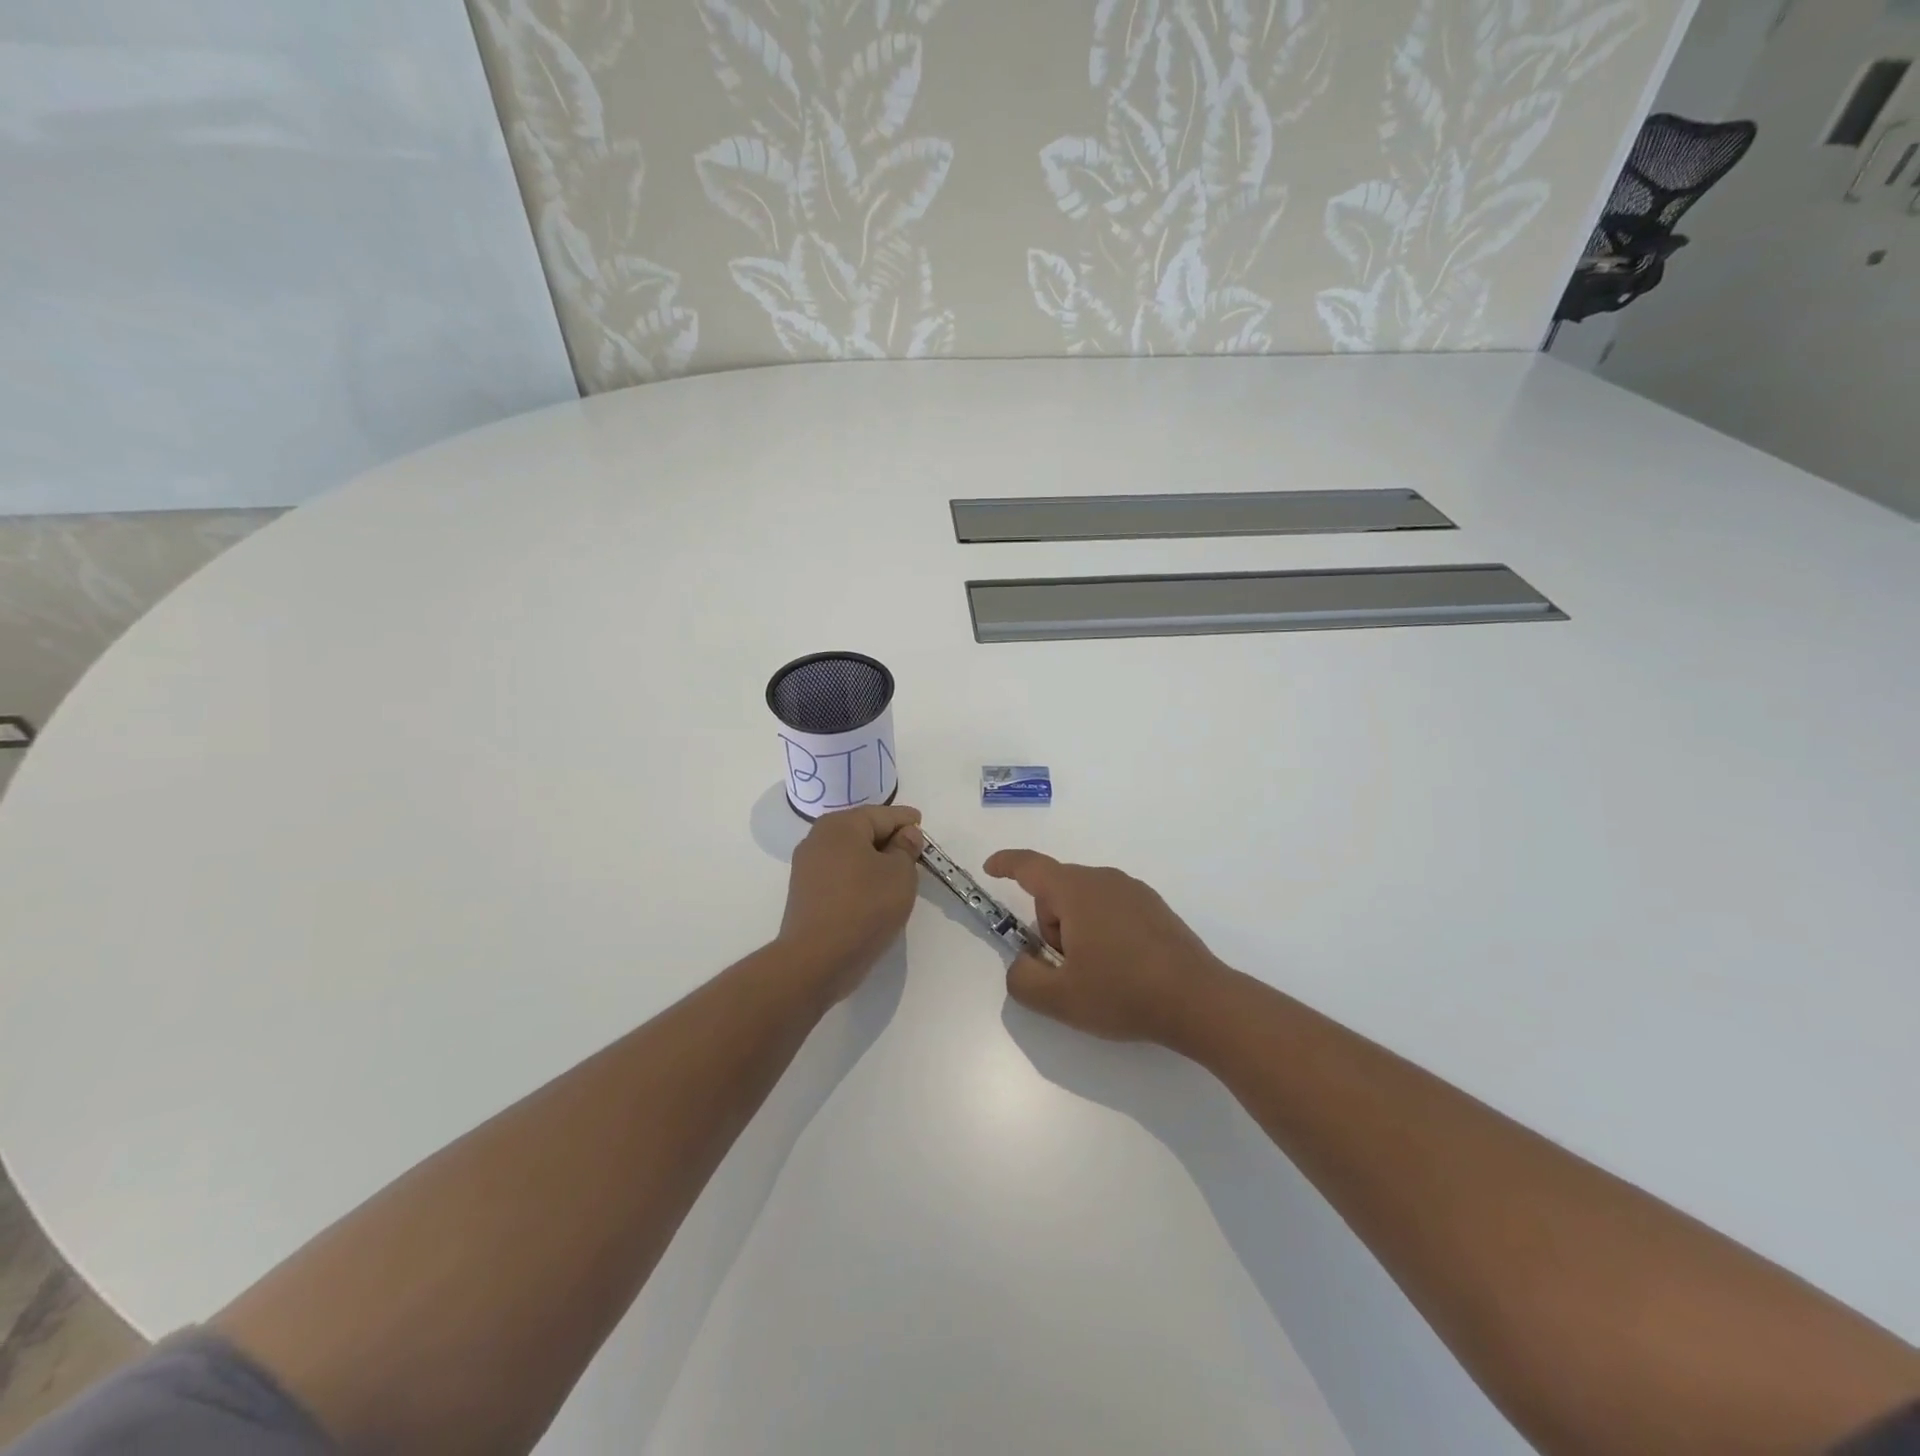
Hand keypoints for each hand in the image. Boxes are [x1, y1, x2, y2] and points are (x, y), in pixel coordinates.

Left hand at [779, 805, 923, 1000]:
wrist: (817, 959)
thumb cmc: (865, 907)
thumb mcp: (900, 874)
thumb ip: (906, 848)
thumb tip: (905, 834)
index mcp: (841, 825)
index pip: (882, 814)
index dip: (905, 820)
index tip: (921, 823)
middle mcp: (818, 838)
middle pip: (862, 830)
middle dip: (888, 838)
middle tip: (913, 850)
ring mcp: (807, 866)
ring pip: (849, 853)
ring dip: (873, 859)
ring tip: (896, 873)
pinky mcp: (804, 892)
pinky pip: (839, 873)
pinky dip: (858, 875)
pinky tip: (873, 891)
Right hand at [983, 850, 1230, 1044]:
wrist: (1198, 1001)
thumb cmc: (1122, 992)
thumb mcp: (1059, 998)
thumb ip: (1022, 979)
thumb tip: (1022, 964)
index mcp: (1076, 890)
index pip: (1030, 866)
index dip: (1006, 864)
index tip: (991, 868)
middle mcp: (1104, 879)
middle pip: (1058, 891)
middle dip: (1049, 925)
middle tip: (1065, 967)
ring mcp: (1134, 891)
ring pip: (1086, 901)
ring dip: (1077, 930)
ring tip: (1098, 974)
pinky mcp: (1156, 908)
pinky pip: (1112, 909)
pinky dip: (1104, 931)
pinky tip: (1123, 969)